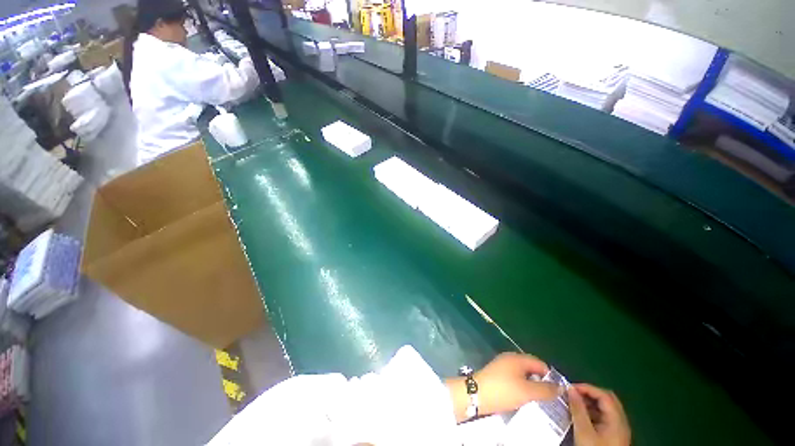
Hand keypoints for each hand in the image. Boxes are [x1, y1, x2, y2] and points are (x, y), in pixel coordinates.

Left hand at [446, 352, 557, 422]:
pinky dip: (521, 386)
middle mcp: (510, 358)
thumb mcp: (527, 392)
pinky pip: (514, 378)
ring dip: (530, 385)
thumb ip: (545, 389)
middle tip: (547, 398)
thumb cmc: (503, 390)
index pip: (540, 363)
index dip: (550, 376)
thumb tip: (561, 387)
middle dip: (540, 381)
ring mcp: (502, 365)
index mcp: (518, 358)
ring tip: (536, 400)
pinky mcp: (497, 374)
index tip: (555, 392)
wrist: (477, 394)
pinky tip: (522, 398)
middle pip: (531, 368)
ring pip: (522, 374)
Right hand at [568, 384, 630, 445]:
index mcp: (617, 419)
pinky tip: (581, 415)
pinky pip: (604, 417)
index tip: (569, 388)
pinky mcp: (613, 435)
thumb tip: (570, 389)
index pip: (604, 395)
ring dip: (590, 402)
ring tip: (574, 403)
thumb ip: (578, 409)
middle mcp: (621, 421)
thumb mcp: (584, 431)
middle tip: (573, 394)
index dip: (587, 388)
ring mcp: (618, 429)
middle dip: (589, 393)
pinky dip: (592, 411)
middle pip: (607, 399)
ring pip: (606, 408)